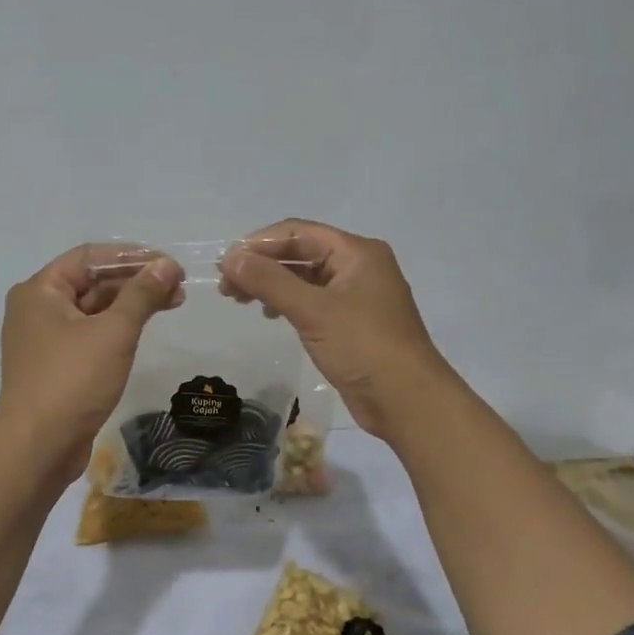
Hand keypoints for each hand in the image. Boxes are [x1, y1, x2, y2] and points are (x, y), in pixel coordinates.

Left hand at [0, 244, 183, 480]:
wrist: (38, 447)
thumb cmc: (73, 380)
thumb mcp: (114, 332)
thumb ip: (142, 294)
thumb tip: (167, 265)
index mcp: (40, 290)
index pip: (90, 257)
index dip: (132, 256)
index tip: (169, 264)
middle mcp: (37, 308)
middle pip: (91, 281)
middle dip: (136, 281)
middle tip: (178, 286)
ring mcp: (44, 339)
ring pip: (93, 309)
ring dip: (131, 304)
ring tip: (173, 302)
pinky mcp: (55, 365)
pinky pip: (89, 334)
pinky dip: (117, 327)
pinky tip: (145, 327)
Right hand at [220, 220, 457, 440]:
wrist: (408, 402)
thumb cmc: (363, 347)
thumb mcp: (312, 311)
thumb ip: (269, 281)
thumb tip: (230, 258)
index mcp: (357, 252)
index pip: (298, 232)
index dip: (258, 244)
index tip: (225, 264)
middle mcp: (359, 266)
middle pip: (301, 252)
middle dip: (262, 265)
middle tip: (226, 287)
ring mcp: (357, 295)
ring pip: (305, 278)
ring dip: (271, 284)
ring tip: (240, 300)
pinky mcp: (353, 322)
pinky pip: (313, 300)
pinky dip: (288, 302)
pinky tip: (270, 315)